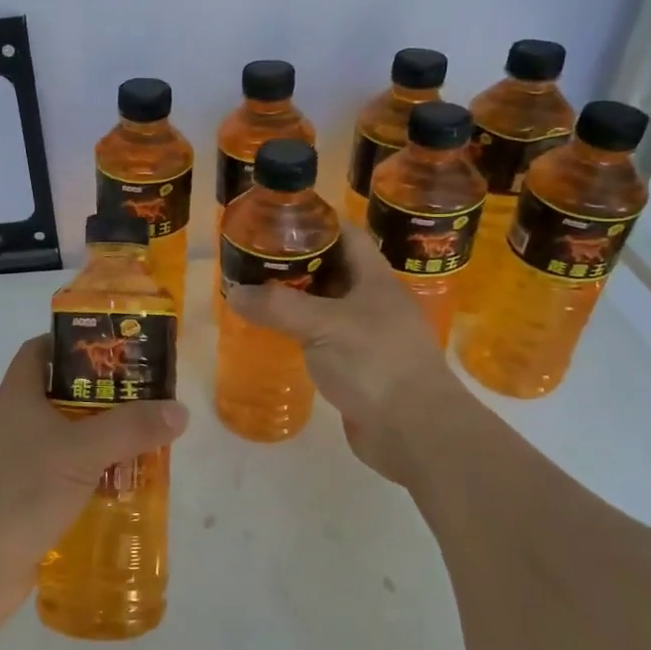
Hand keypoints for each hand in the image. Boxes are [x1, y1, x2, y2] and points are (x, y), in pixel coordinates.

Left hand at [0, 335, 188, 638]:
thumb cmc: (16, 493)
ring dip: (104, 443)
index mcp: (17, 397)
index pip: (41, 350)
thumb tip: (179, 409)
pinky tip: (127, 491)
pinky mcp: (25, 504)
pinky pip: (66, 480)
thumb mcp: (80, 452)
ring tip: (151, 445)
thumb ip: (131, 428)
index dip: (75, 342)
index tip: (118, 349)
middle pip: (63, 396)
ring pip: (68, 441)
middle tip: (151, 400)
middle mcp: (15, 425)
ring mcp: (18, 466)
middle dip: (105, 397)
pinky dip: (94, 481)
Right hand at [226, 223, 470, 482]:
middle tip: (256, 259)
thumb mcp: (324, 326)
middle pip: (335, 269)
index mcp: (376, 279)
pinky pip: (327, 339)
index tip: (279, 219)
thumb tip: (236, 293)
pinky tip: (278, 336)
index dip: (317, 222)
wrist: (415, 430)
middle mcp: (375, 302)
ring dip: (298, 300)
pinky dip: (303, 333)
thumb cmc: (376, 363)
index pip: (347, 235)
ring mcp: (370, 336)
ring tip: (258, 293)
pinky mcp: (361, 367)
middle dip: (298, 261)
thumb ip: (278, 307)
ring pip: (329, 306)